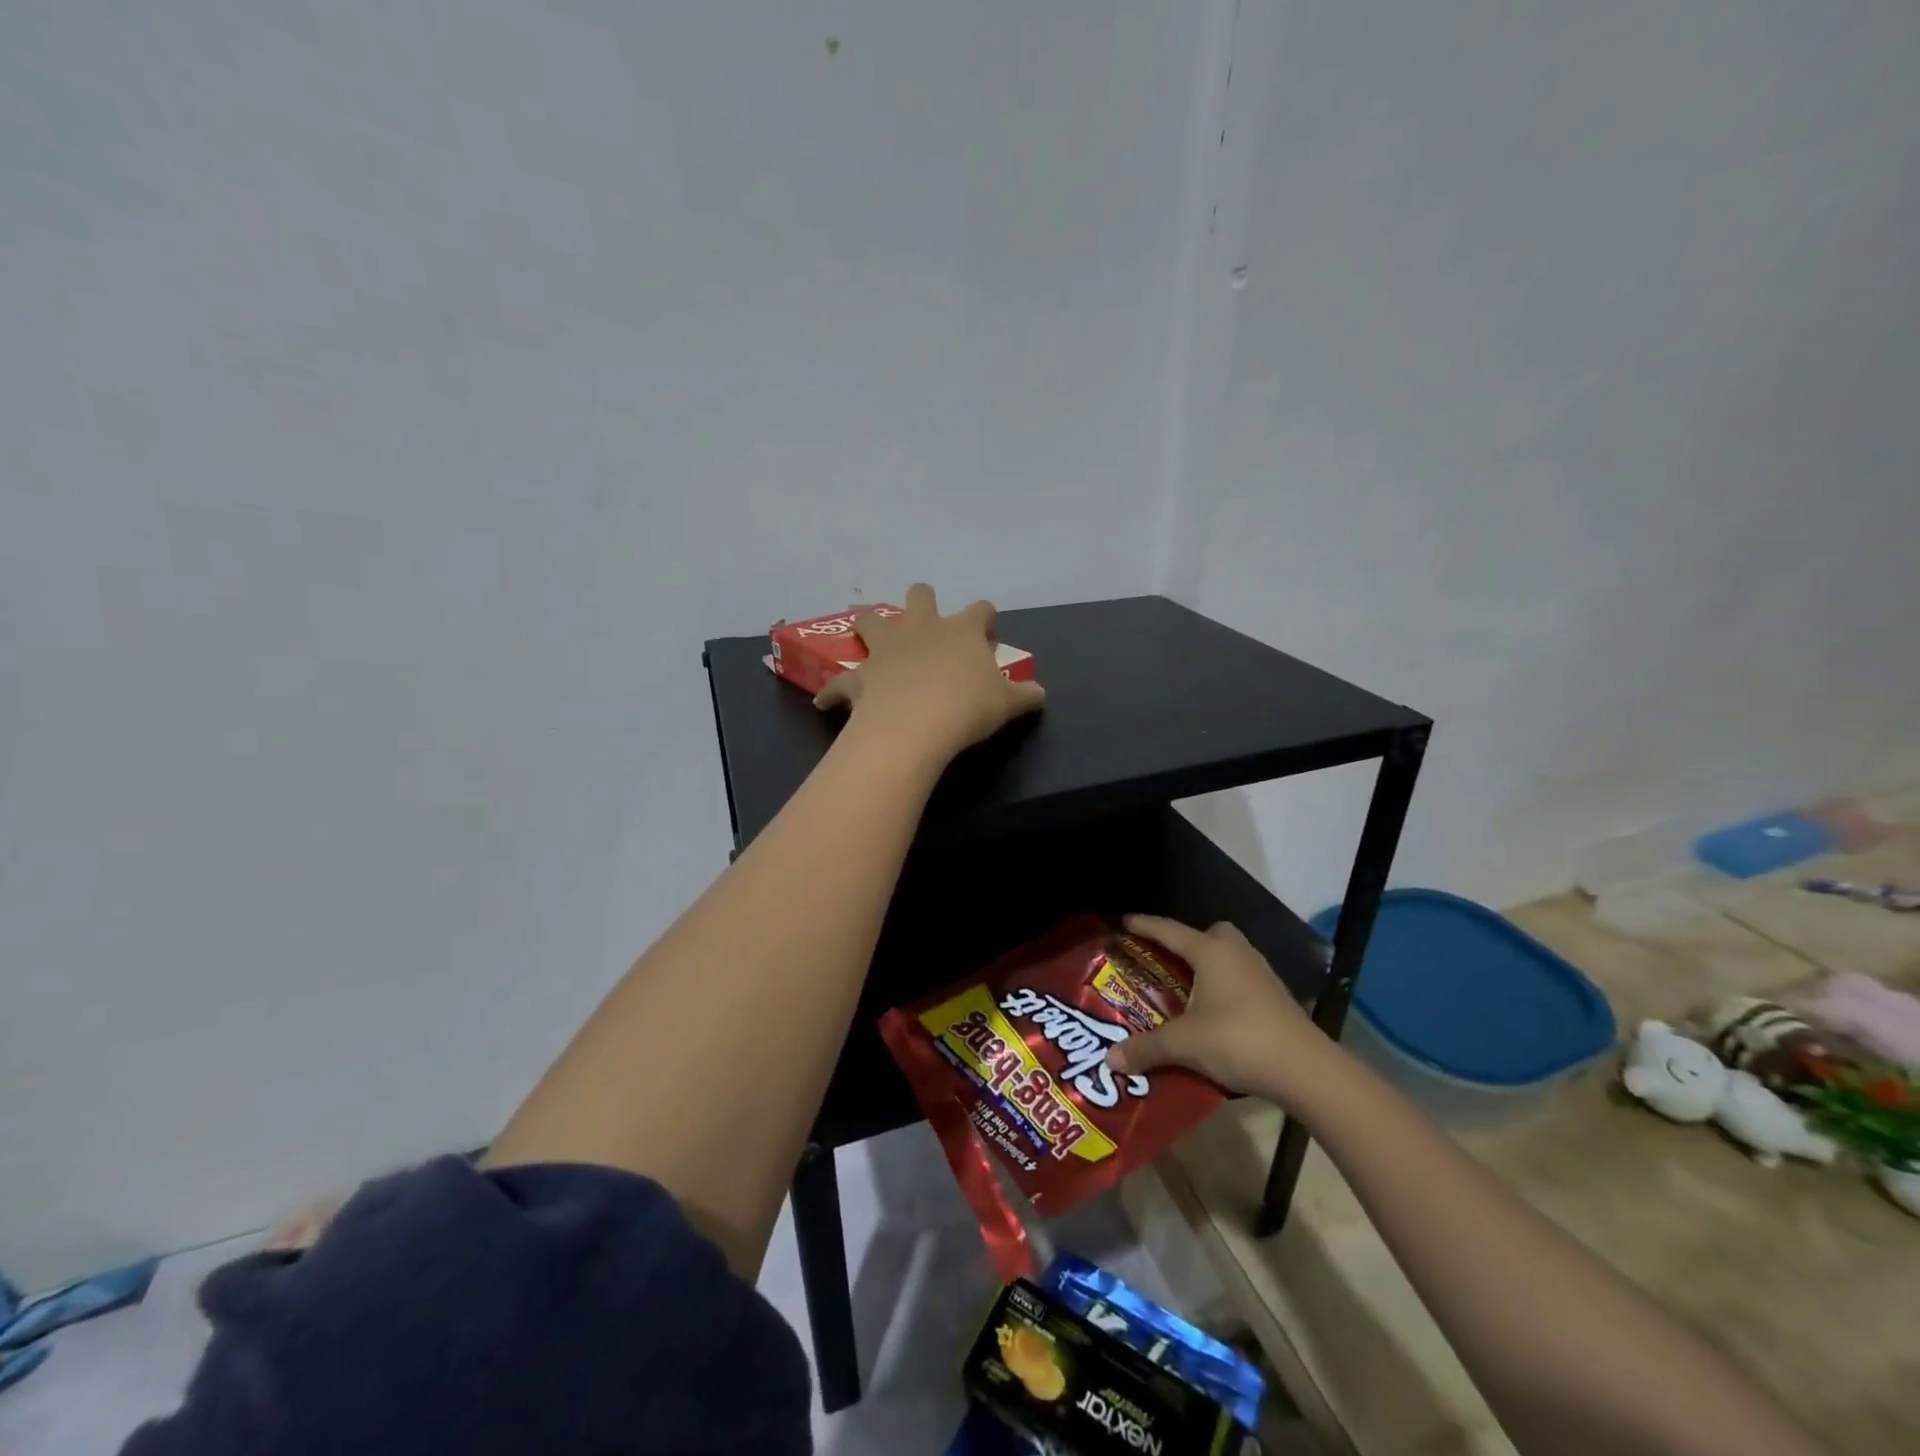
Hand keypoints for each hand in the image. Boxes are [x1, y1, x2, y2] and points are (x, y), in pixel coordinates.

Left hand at [813, 583, 1044, 761]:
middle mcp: (922, 629)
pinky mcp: (860, 676)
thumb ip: (1025, 696)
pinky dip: (833, 692)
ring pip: (870, 620)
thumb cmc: (968, 707)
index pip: (981, 610)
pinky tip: (826, 702)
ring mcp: (887, 649)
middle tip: (928, 623)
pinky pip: (839, 683)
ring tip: (864, 630)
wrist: (917, 723)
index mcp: (961, 631)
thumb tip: (1040, 694)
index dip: (986, 621)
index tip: (988, 639)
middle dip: (924, 600)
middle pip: (921, 595)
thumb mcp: (1008, 704)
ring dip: (867, 624)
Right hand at [1107, 914, 1336, 1106]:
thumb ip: (1147, 1048)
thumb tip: (1109, 1059)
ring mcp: (1260, 974)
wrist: (1306, 1070)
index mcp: (1211, 952)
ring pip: (1229, 956)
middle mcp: (1236, 954)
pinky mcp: (1275, 997)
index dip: (1144, 925)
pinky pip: (1240, 978)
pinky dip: (1223, 986)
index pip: (1169, 930)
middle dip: (1187, 942)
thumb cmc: (1239, 1040)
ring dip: (1208, 966)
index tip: (1123, 921)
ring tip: (1185, 987)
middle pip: (1209, 934)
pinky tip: (1213, 1011)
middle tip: (1165, 959)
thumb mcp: (1185, 1044)